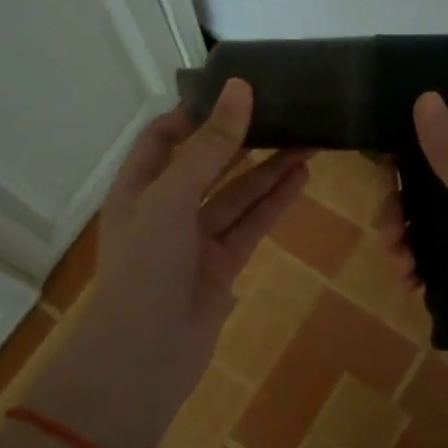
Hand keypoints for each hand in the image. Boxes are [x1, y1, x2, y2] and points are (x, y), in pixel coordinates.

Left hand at [93, 78, 312, 375]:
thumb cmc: (145, 268)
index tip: (236, 92)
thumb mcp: (173, 198)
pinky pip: (251, 226)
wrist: (143, 360)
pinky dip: (275, 203)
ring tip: (309, 139)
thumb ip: (210, 146)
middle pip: (207, 163)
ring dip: (268, 169)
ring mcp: (194, 240)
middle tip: (284, 111)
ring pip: (237, 195)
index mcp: (138, 187)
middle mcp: (164, 208)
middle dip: (242, 139)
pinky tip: (302, 177)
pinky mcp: (221, 266)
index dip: (195, 114)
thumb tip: (240, 88)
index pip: (163, 137)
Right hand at [376, 93, 447, 383]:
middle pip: (438, 195)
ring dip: (411, 245)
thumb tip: (425, 97)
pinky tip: (411, 286)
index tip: (385, 179)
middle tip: (389, 236)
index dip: (415, 162)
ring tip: (401, 270)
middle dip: (406, 214)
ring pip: (438, 232)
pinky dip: (425, 270)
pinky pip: (447, 263)